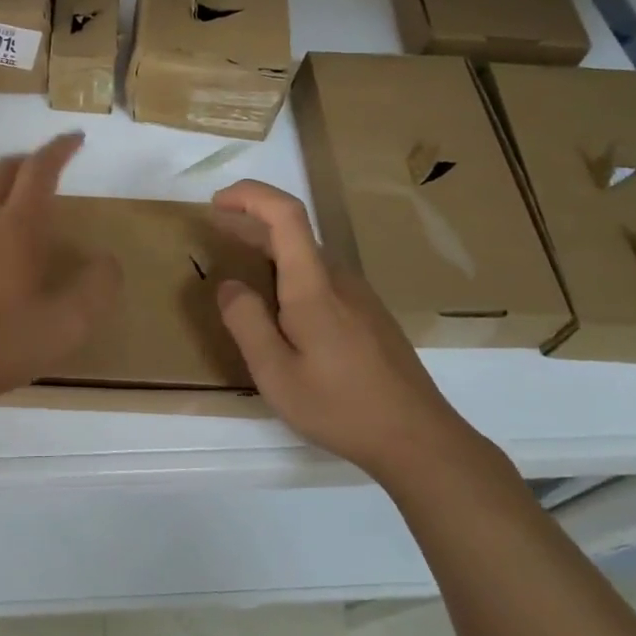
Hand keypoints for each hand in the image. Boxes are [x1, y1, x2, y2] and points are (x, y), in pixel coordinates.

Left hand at [0, 132, 120, 411]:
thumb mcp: (65, 326)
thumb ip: (96, 289)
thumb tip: (108, 261)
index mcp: (16, 227)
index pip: (39, 170)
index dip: (59, 149)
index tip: (76, 139)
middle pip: (3, 169)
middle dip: (30, 159)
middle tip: (51, 166)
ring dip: (6, 186)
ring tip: (27, 207)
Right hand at [211, 179, 481, 485]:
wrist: (419, 439)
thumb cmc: (341, 406)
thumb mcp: (276, 373)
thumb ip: (246, 322)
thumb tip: (228, 285)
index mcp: (313, 285)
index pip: (286, 213)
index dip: (250, 195)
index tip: (217, 204)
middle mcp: (339, 278)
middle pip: (293, 231)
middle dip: (250, 223)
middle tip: (216, 234)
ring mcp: (359, 295)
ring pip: (307, 257)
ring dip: (270, 251)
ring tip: (240, 275)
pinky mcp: (369, 315)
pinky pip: (321, 279)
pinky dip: (290, 274)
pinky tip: (280, 310)